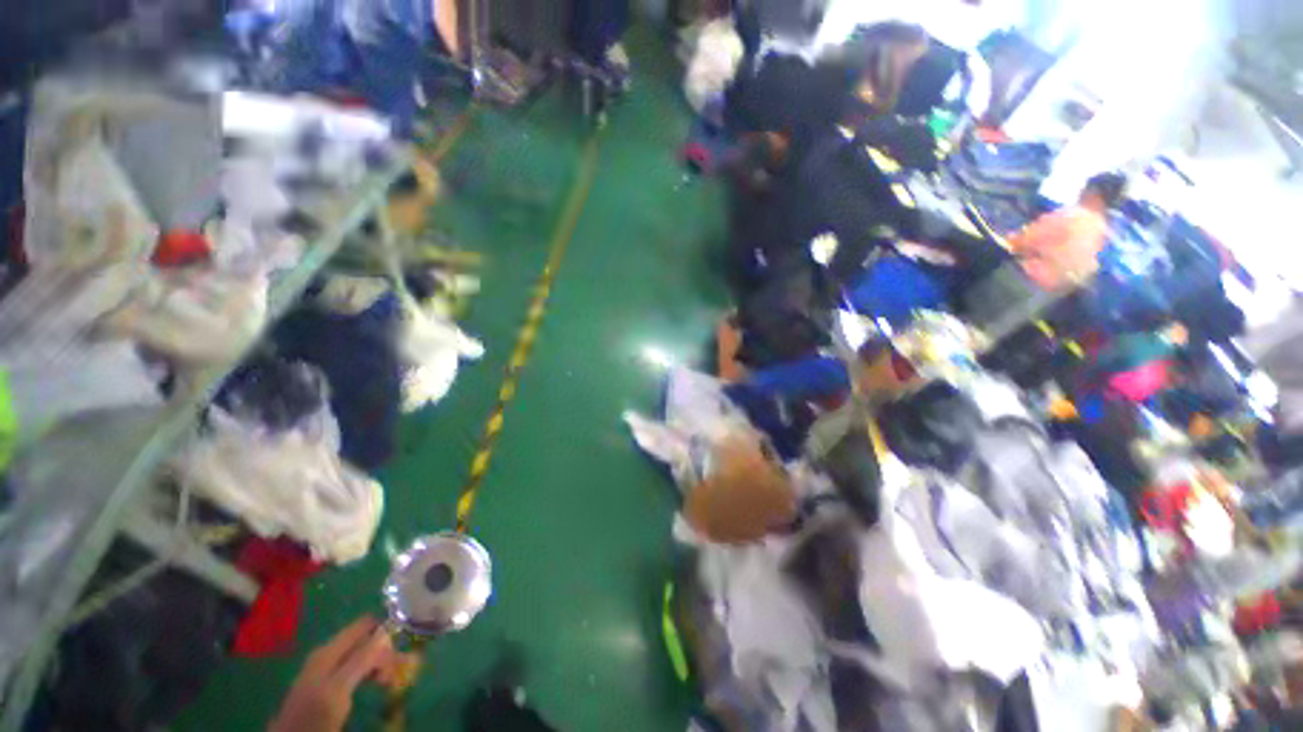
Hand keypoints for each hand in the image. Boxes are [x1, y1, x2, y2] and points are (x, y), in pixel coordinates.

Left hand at [269, 617, 416, 731]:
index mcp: (330, 649)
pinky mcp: (332, 682)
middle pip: (366, 640)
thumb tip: (387, 631)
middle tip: (401, 670)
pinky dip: (372, 673)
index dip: (385, 630)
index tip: (403, 646)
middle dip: (385, 652)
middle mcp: (330, 653)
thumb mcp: (338, 689)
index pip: (365, 625)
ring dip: (381, 664)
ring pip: (364, 655)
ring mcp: (329, 668)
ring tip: (391, 681)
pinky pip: (358, 668)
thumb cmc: (314, 713)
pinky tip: (379, 683)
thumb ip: (360, 660)